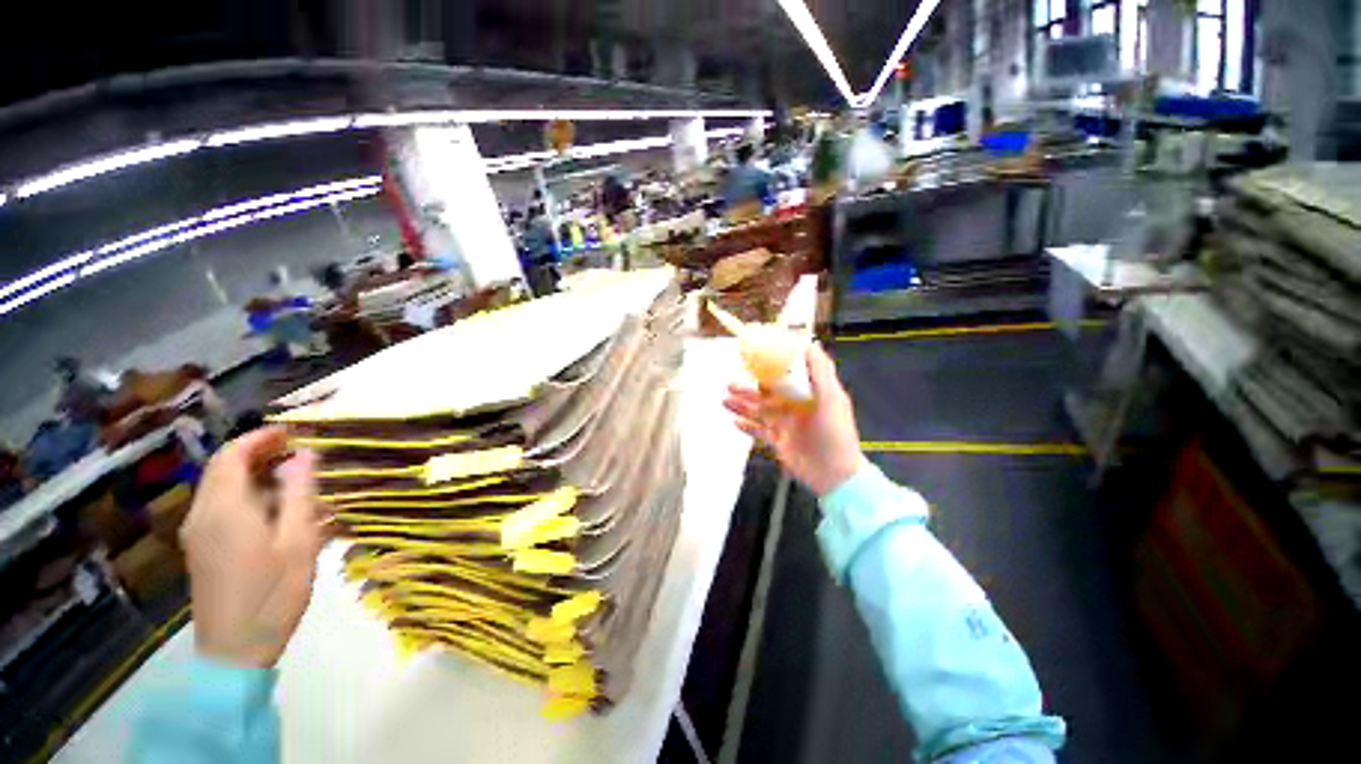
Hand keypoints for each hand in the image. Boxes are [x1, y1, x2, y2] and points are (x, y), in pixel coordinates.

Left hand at [181, 427, 321, 667]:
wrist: (233, 651)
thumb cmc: (271, 593)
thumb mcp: (298, 541)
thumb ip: (300, 493)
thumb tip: (306, 454)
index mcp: (225, 508)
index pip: (232, 454)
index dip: (261, 437)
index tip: (293, 431)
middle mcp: (202, 514)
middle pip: (222, 468)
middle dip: (257, 453)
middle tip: (298, 452)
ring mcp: (198, 533)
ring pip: (220, 487)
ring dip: (252, 474)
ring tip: (293, 478)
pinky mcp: (201, 549)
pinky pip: (219, 507)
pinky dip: (245, 495)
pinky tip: (274, 510)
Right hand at [724, 342, 862, 495]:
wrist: (834, 475)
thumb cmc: (835, 434)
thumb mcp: (831, 399)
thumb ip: (820, 371)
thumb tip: (810, 344)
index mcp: (808, 394)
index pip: (786, 377)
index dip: (770, 368)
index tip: (754, 360)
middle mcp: (795, 407)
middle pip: (766, 394)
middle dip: (748, 389)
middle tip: (730, 384)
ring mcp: (785, 425)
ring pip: (759, 412)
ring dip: (742, 406)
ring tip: (725, 401)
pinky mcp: (779, 442)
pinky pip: (758, 432)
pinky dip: (746, 427)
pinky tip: (735, 422)